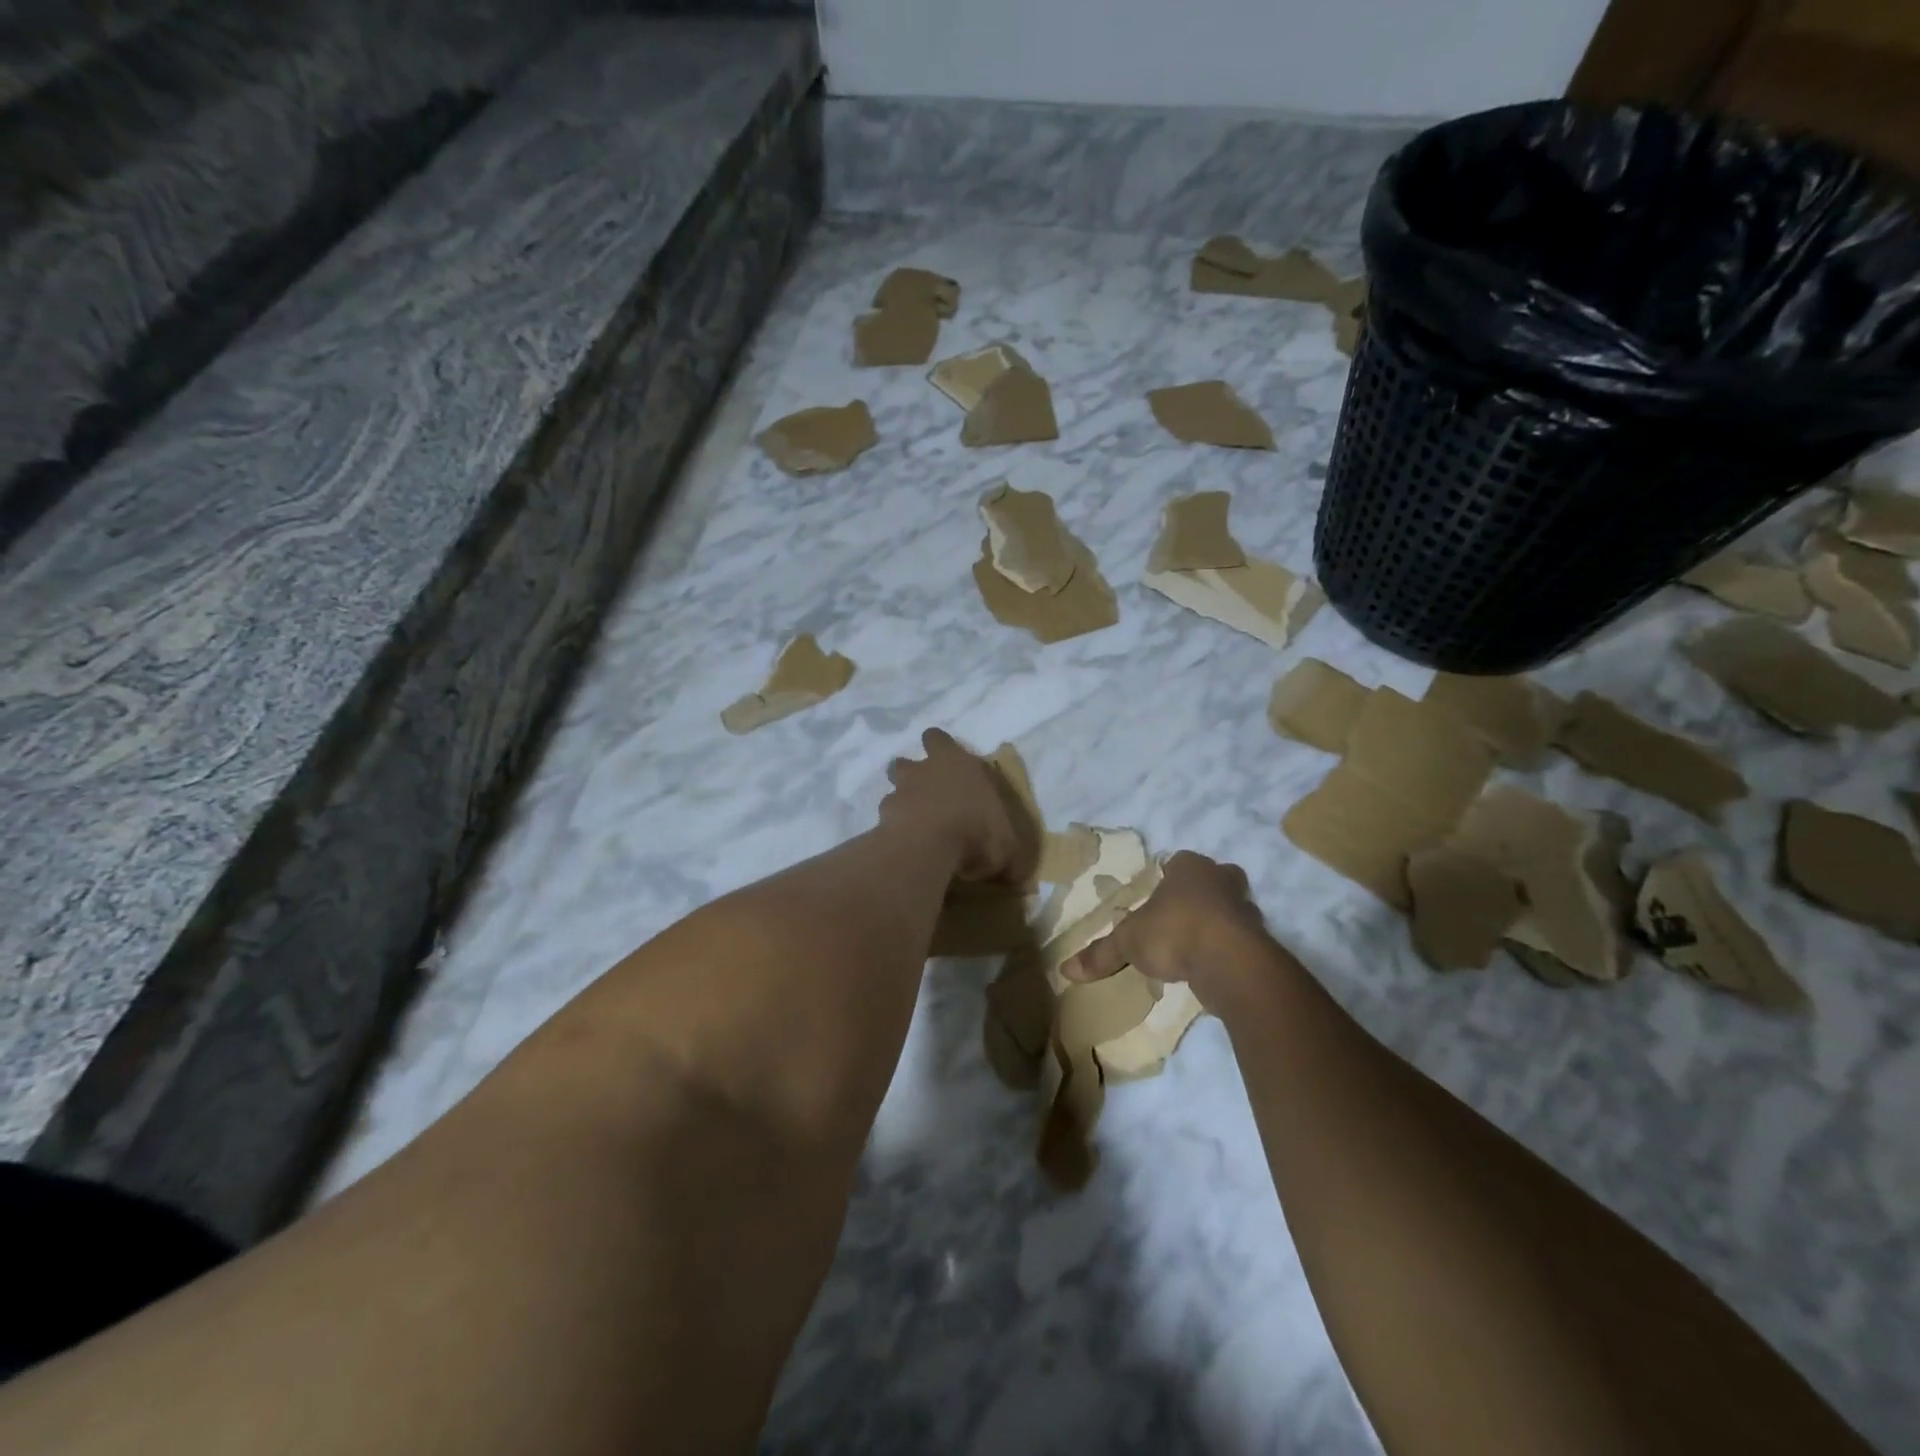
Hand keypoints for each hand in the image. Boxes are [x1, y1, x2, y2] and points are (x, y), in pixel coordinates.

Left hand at [879, 729, 1037, 883]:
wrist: (929, 844)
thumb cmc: (976, 830)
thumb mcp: (1006, 847)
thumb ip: (1009, 857)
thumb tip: (1018, 876)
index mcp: (955, 762)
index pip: (938, 739)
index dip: (939, 748)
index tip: (945, 762)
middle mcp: (923, 771)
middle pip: (905, 762)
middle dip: (911, 775)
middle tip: (926, 796)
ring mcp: (898, 794)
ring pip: (892, 791)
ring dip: (901, 805)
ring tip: (914, 827)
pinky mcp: (882, 820)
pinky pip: (886, 823)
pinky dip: (893, 833)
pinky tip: (905, 849)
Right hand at [1062, 850, 1281, 1004]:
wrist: (1229, 962)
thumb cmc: (1174, 932)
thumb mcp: (1128, 942)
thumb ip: (1101, 953)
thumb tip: (1065, 969)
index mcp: (1189, 867)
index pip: (1179, 862)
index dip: (1169, 876)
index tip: (1158, 897)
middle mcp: (1221, 879)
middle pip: (1213, 879)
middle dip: (1201, 894)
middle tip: (1180, 916)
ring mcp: (1245, 909)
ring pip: (1231, 909)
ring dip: (1217, 923)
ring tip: (1193, 947)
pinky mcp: (1259, 940)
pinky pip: (1240, 940)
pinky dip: (1227, 950)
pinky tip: (1210, 968)